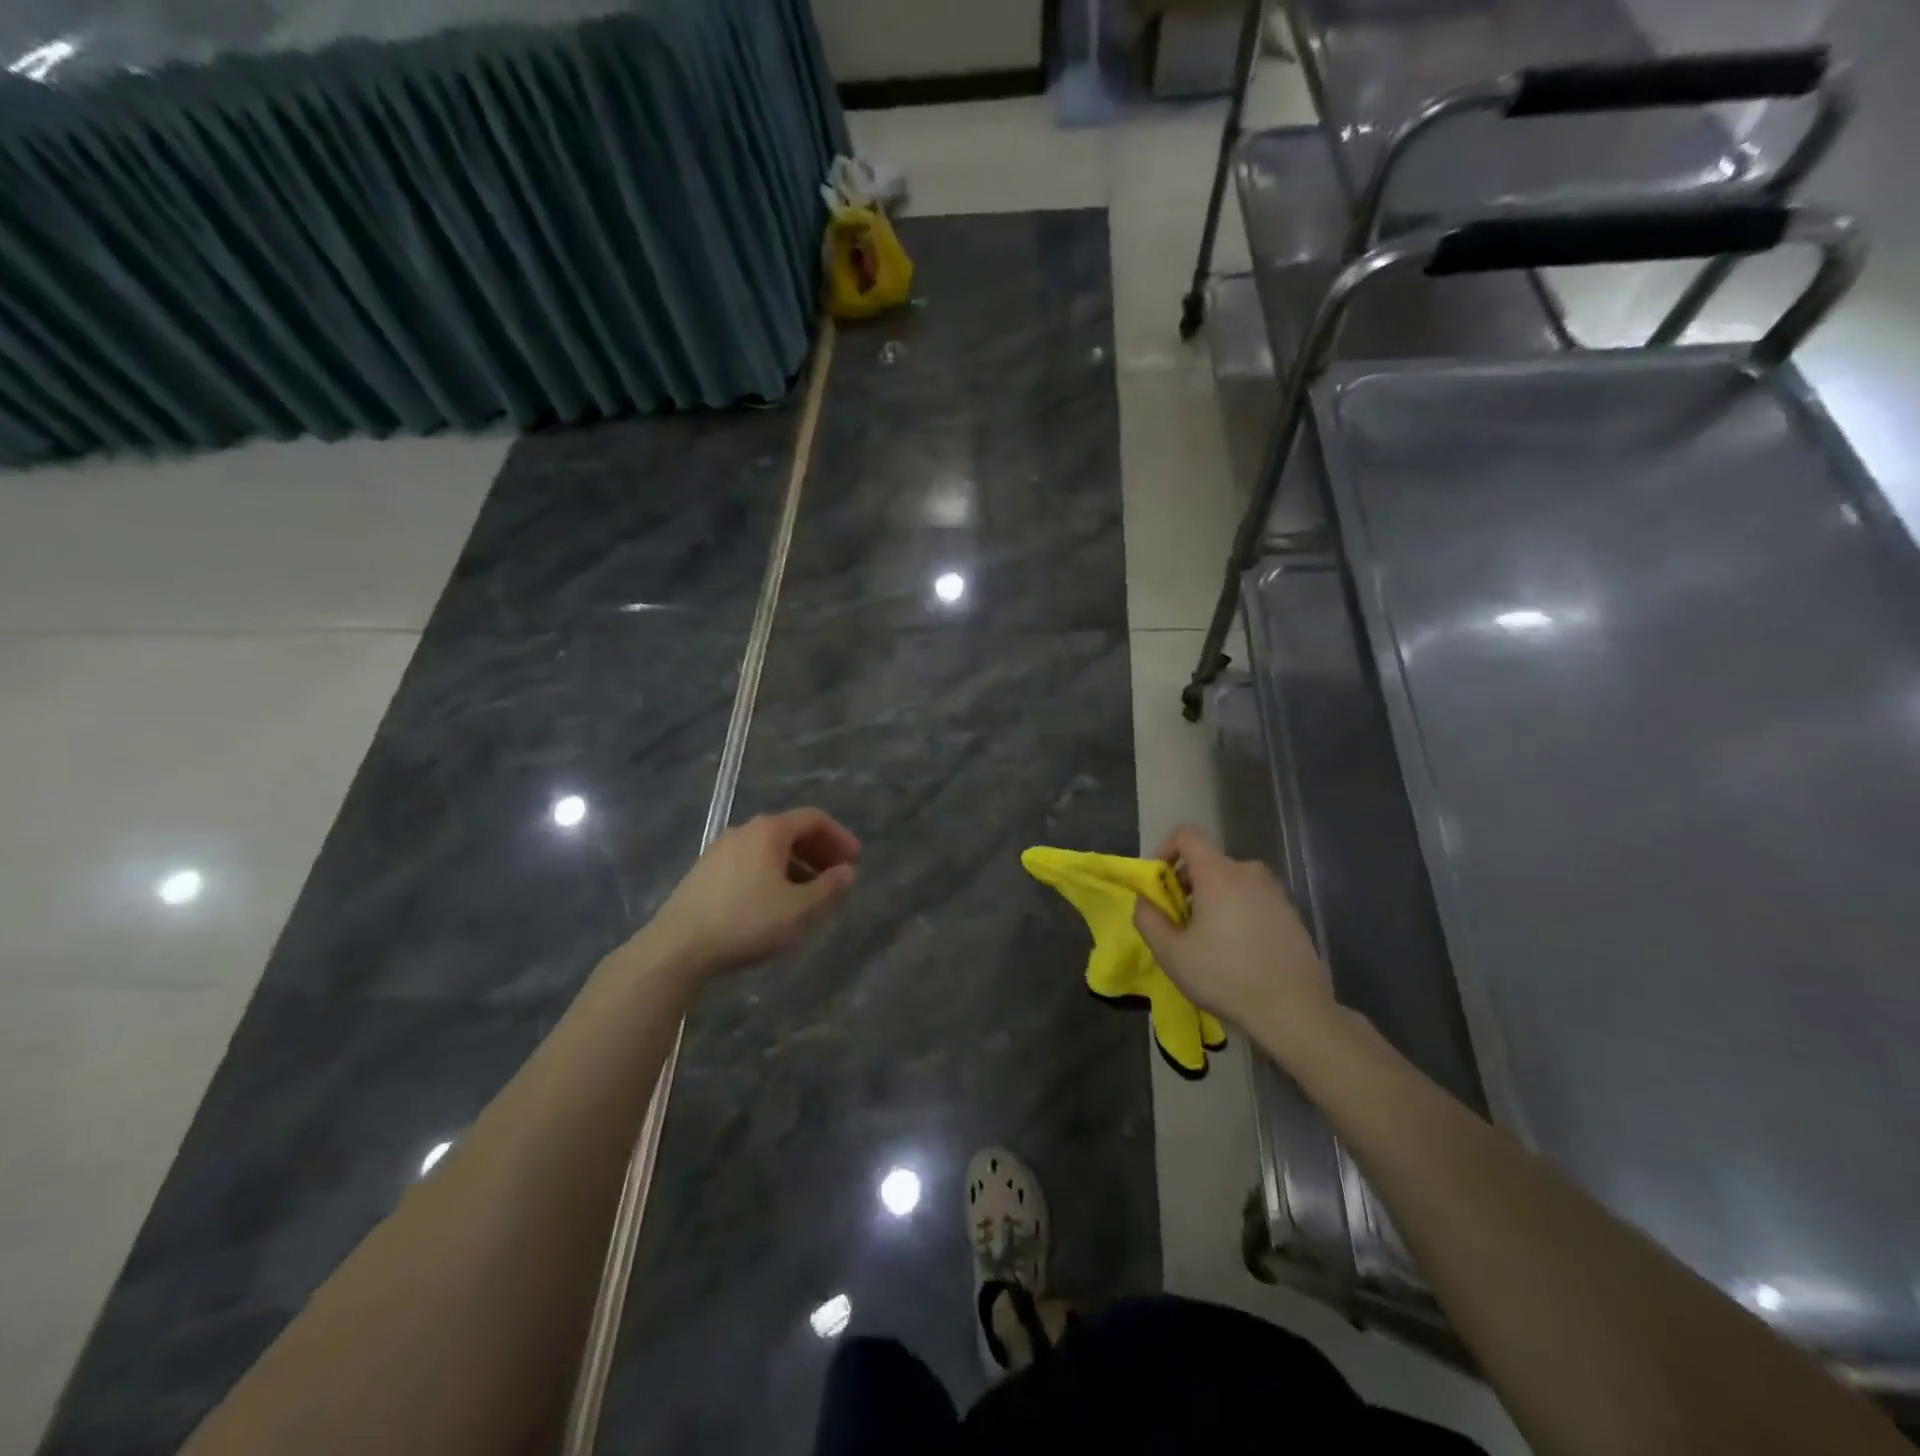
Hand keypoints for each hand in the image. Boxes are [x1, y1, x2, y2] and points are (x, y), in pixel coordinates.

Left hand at [640, 809, 860, 976]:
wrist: (677, 947)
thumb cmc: (746, 921)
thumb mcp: (799, 910)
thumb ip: (829, 888)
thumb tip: (847, 871)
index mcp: (769, 831)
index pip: (814, 819)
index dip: (840, 836)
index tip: (855, 860)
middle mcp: (744, 831)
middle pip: (791, 831)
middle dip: (819, 852)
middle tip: (837, 876)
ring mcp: (720, 849)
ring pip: (769, 848)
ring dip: (796, 865)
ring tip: (810, 894)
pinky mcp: (705, 871)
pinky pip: (750, 861)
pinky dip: (772, 872)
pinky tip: (775, 901)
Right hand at [1132, 826, 1335, 1039]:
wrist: (1294, 1011)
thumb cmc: (1225, 976)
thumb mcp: (1171, 953)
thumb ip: (1148, 918)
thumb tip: (1145, 901)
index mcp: (1218, 873)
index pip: (1186, 835)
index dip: (1165, 849)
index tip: (1159, 882)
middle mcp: (1248, 872)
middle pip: (1208, 862)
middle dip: (1187, 885)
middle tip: (1179, 922)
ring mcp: (1274, 892)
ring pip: (1231, 883)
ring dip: (1212, 900)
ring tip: (1208, 941)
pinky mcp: (1291, 914)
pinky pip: (1253, 900)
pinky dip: (1237, 913)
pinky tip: (1238, 951)